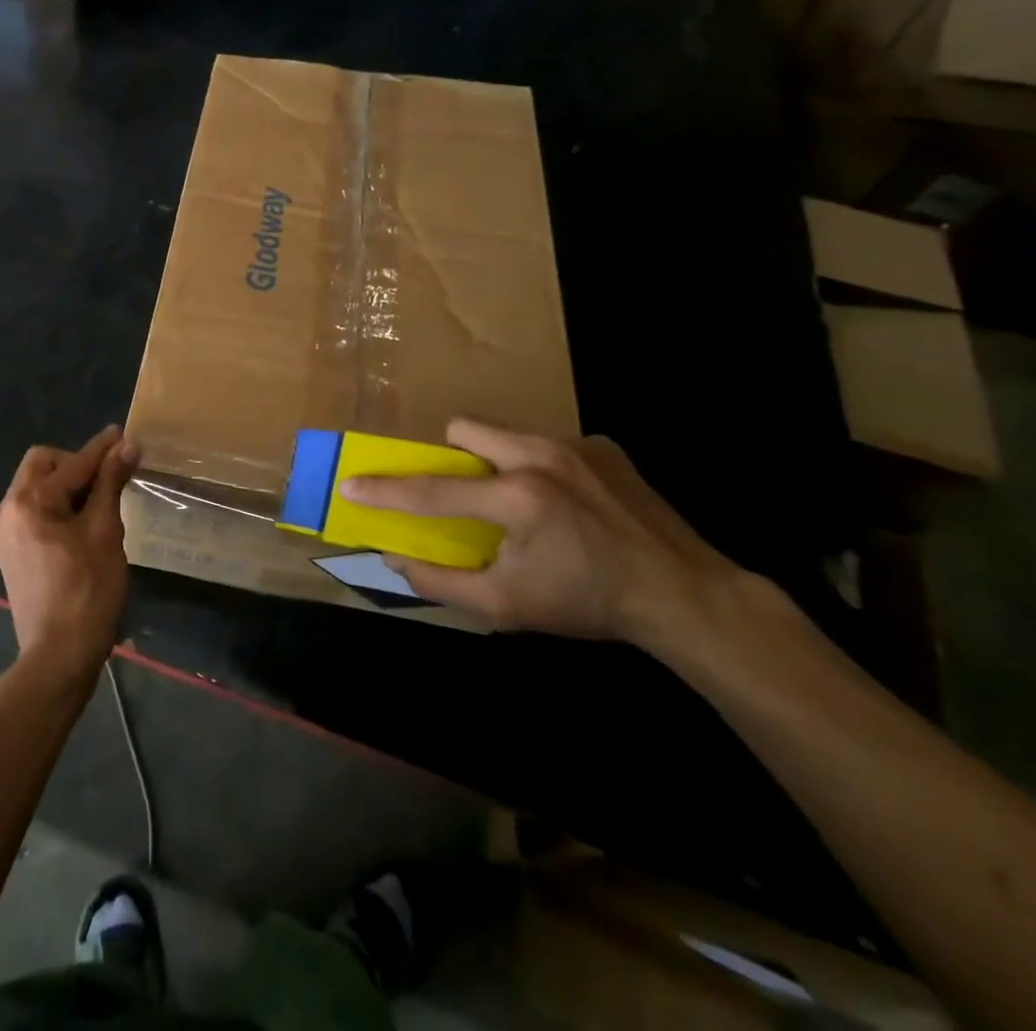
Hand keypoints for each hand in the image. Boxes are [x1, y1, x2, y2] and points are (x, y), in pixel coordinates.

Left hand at [0, 425, 138, 676]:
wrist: (59, 655)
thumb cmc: (88, 591)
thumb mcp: (105, 532)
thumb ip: (111, 483)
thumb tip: (126, 446)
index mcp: (29, 501)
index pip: (73, 463)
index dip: (101, 449)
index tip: (124, 435)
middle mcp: (7, 508)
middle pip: (42, 464)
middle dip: (76, 463)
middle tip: (108, 476)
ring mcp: (3, 531)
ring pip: (35, 486)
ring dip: (65, 483)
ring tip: (99, 499)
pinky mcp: (8, 550)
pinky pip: (31, 510)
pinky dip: (54, 504)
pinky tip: (79, 521)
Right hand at [340, 419, 742, 646]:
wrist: (685, 595)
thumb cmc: (588, 603)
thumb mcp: (507, 607)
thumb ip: (442, 582)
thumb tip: (395, 558)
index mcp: (517, 499)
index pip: (432, 490)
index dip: (385, 490)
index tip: (350, 485)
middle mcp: (541, 458)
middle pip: (465, 429)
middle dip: (450, 455)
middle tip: (463, 491)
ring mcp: (575, 446)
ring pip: (505, 432)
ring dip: (494, 459)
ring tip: (518, 499)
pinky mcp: (603, 446)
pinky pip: (547, 443)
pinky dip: (539, 466)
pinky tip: (566, 502)